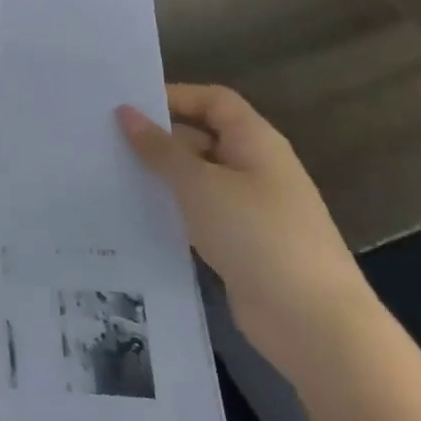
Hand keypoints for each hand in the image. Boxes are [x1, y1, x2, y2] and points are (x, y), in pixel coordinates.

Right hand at [116, 86, 378, 380]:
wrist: (313, 324)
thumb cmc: (257, 235)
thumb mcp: (199, 184)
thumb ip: (160, 148)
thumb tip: (126, 113)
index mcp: (255, 142)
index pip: (213, 101)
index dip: (173, 97)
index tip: (127, 107)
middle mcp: (256, 168)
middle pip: (203, 137)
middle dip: (159, 138)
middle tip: (106, 141)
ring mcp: (251, 209)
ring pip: (198, 179)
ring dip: (162, 177)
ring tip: (111, 175)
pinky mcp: (243, 245)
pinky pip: (201, 214)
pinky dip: (173, 210)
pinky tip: (137, 216)